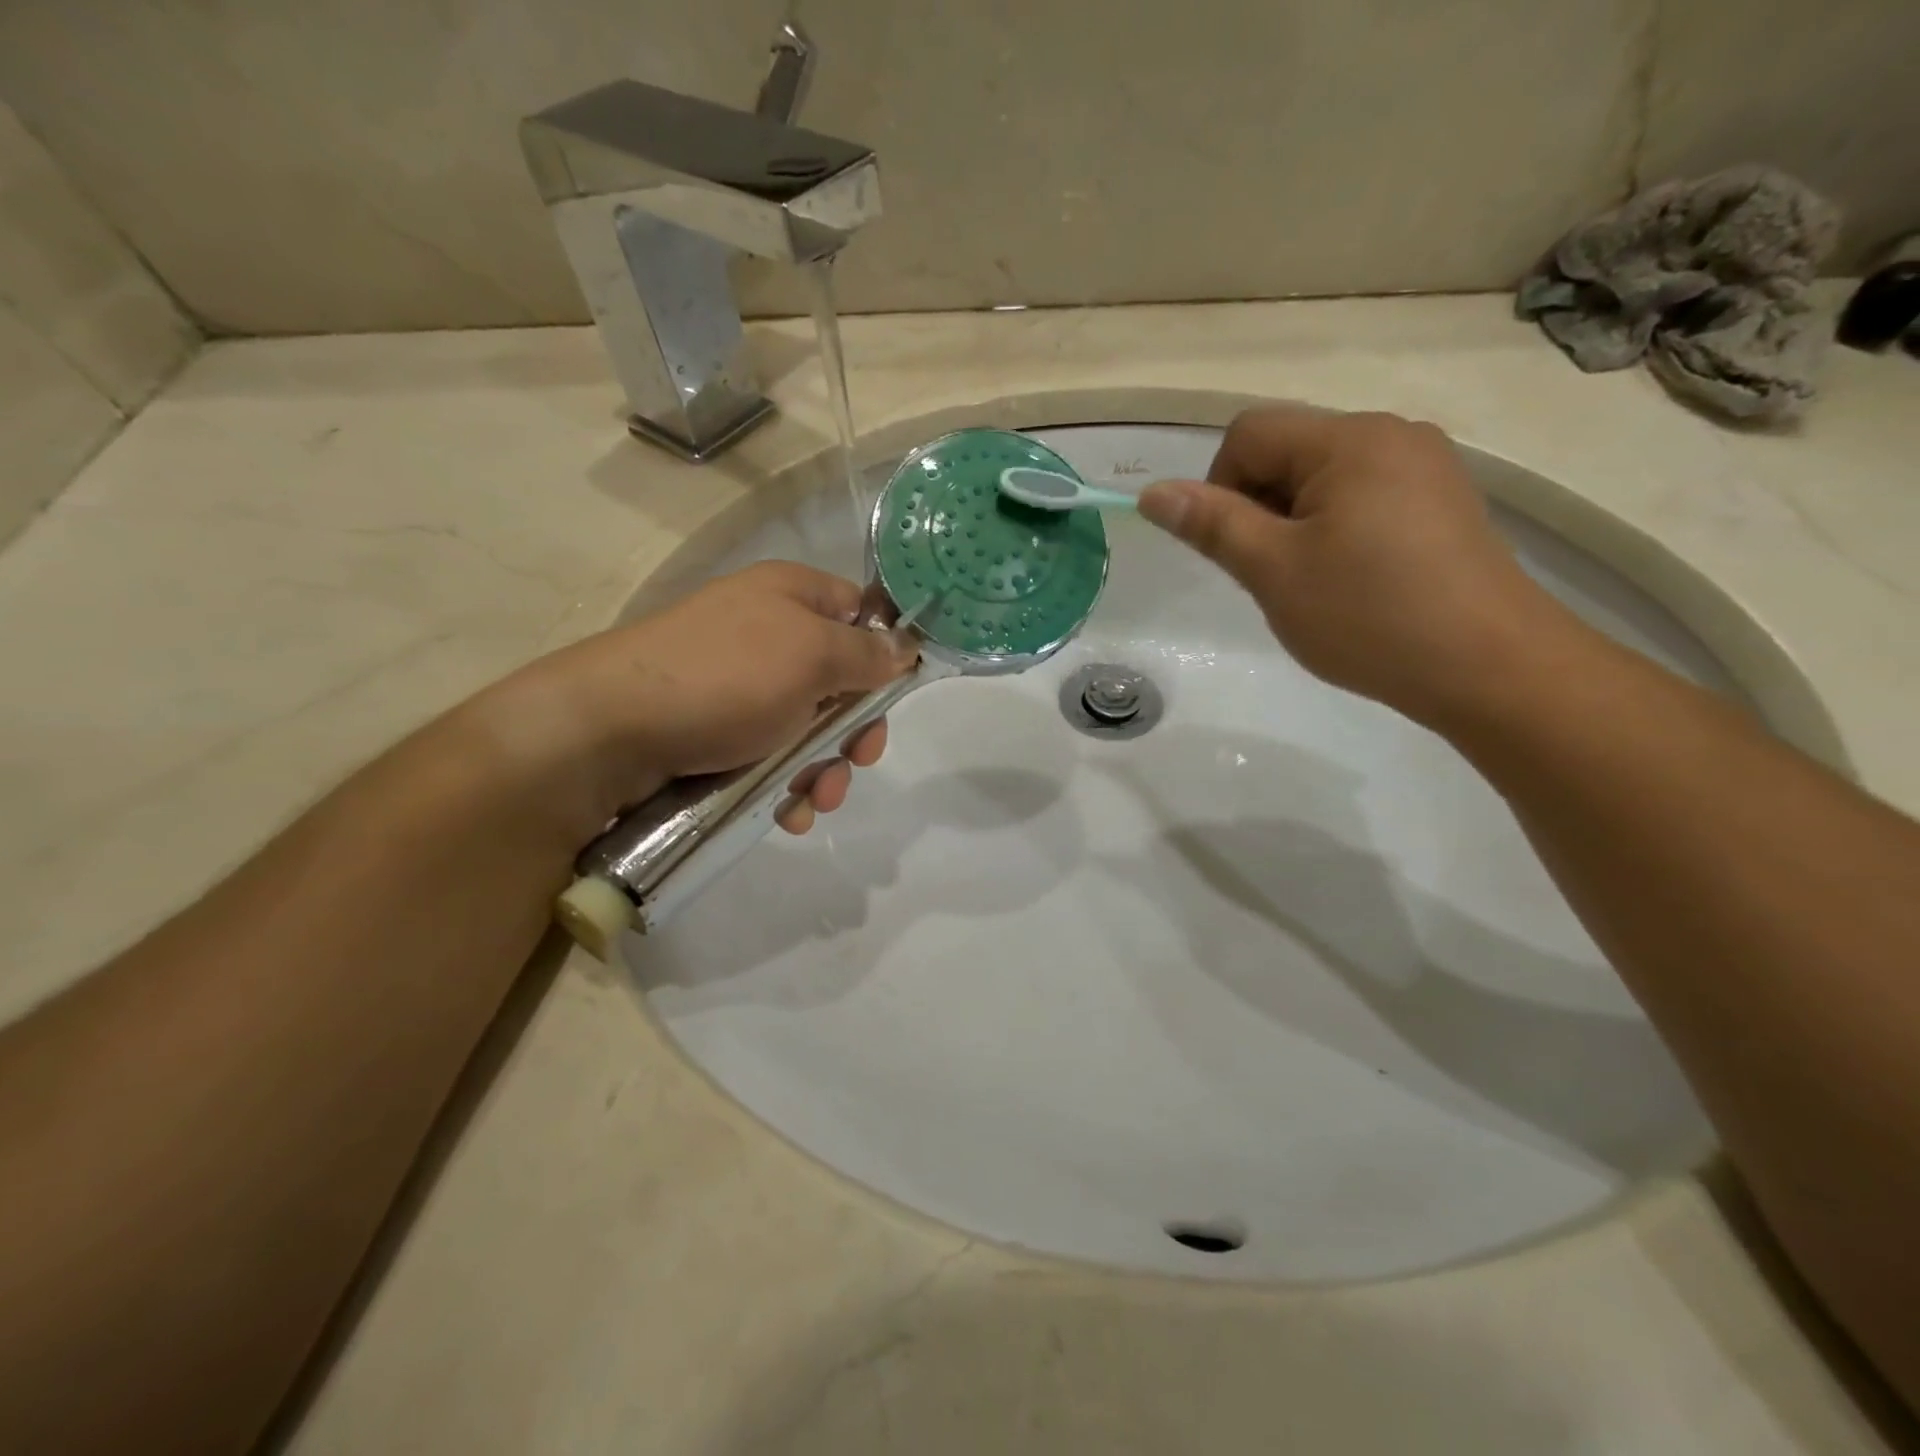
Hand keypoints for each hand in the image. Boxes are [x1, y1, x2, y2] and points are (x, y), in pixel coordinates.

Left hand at [473, 561, 915, 836]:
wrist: (611, 731)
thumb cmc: (726, 678)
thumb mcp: (812, 655)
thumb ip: (868, 654)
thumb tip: (908, 645)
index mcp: (791, 597)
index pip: (859, 612)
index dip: (885, 651)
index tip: (896, 694)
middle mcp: (768, 635)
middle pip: (840, 682)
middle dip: (854, 731)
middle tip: (857, 761)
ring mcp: (741, 687)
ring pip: (809, 730)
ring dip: (824, 770)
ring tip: (814, 800)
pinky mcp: (718, 733)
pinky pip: (772, 757)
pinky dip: (787, 785)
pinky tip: (787, 812)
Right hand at [1138, 406, 1556, 726]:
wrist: (1490, 667)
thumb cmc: (1370, 615)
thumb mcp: (1274, 571)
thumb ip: (1212, 524)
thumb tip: (1153, 493)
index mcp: (1350, 440)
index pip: (1249, 433)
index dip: (1218, 487)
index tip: (1235, 550)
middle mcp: (1392, 435)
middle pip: (1288, 450)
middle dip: (1259, 507)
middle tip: (1272, 574)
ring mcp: (1425, 467)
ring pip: (1323, 479)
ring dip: (1293, 523)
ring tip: (1312, 583)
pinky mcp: (1442, 503)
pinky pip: (1364, 497)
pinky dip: (1335, 530)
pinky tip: (1352, 581)